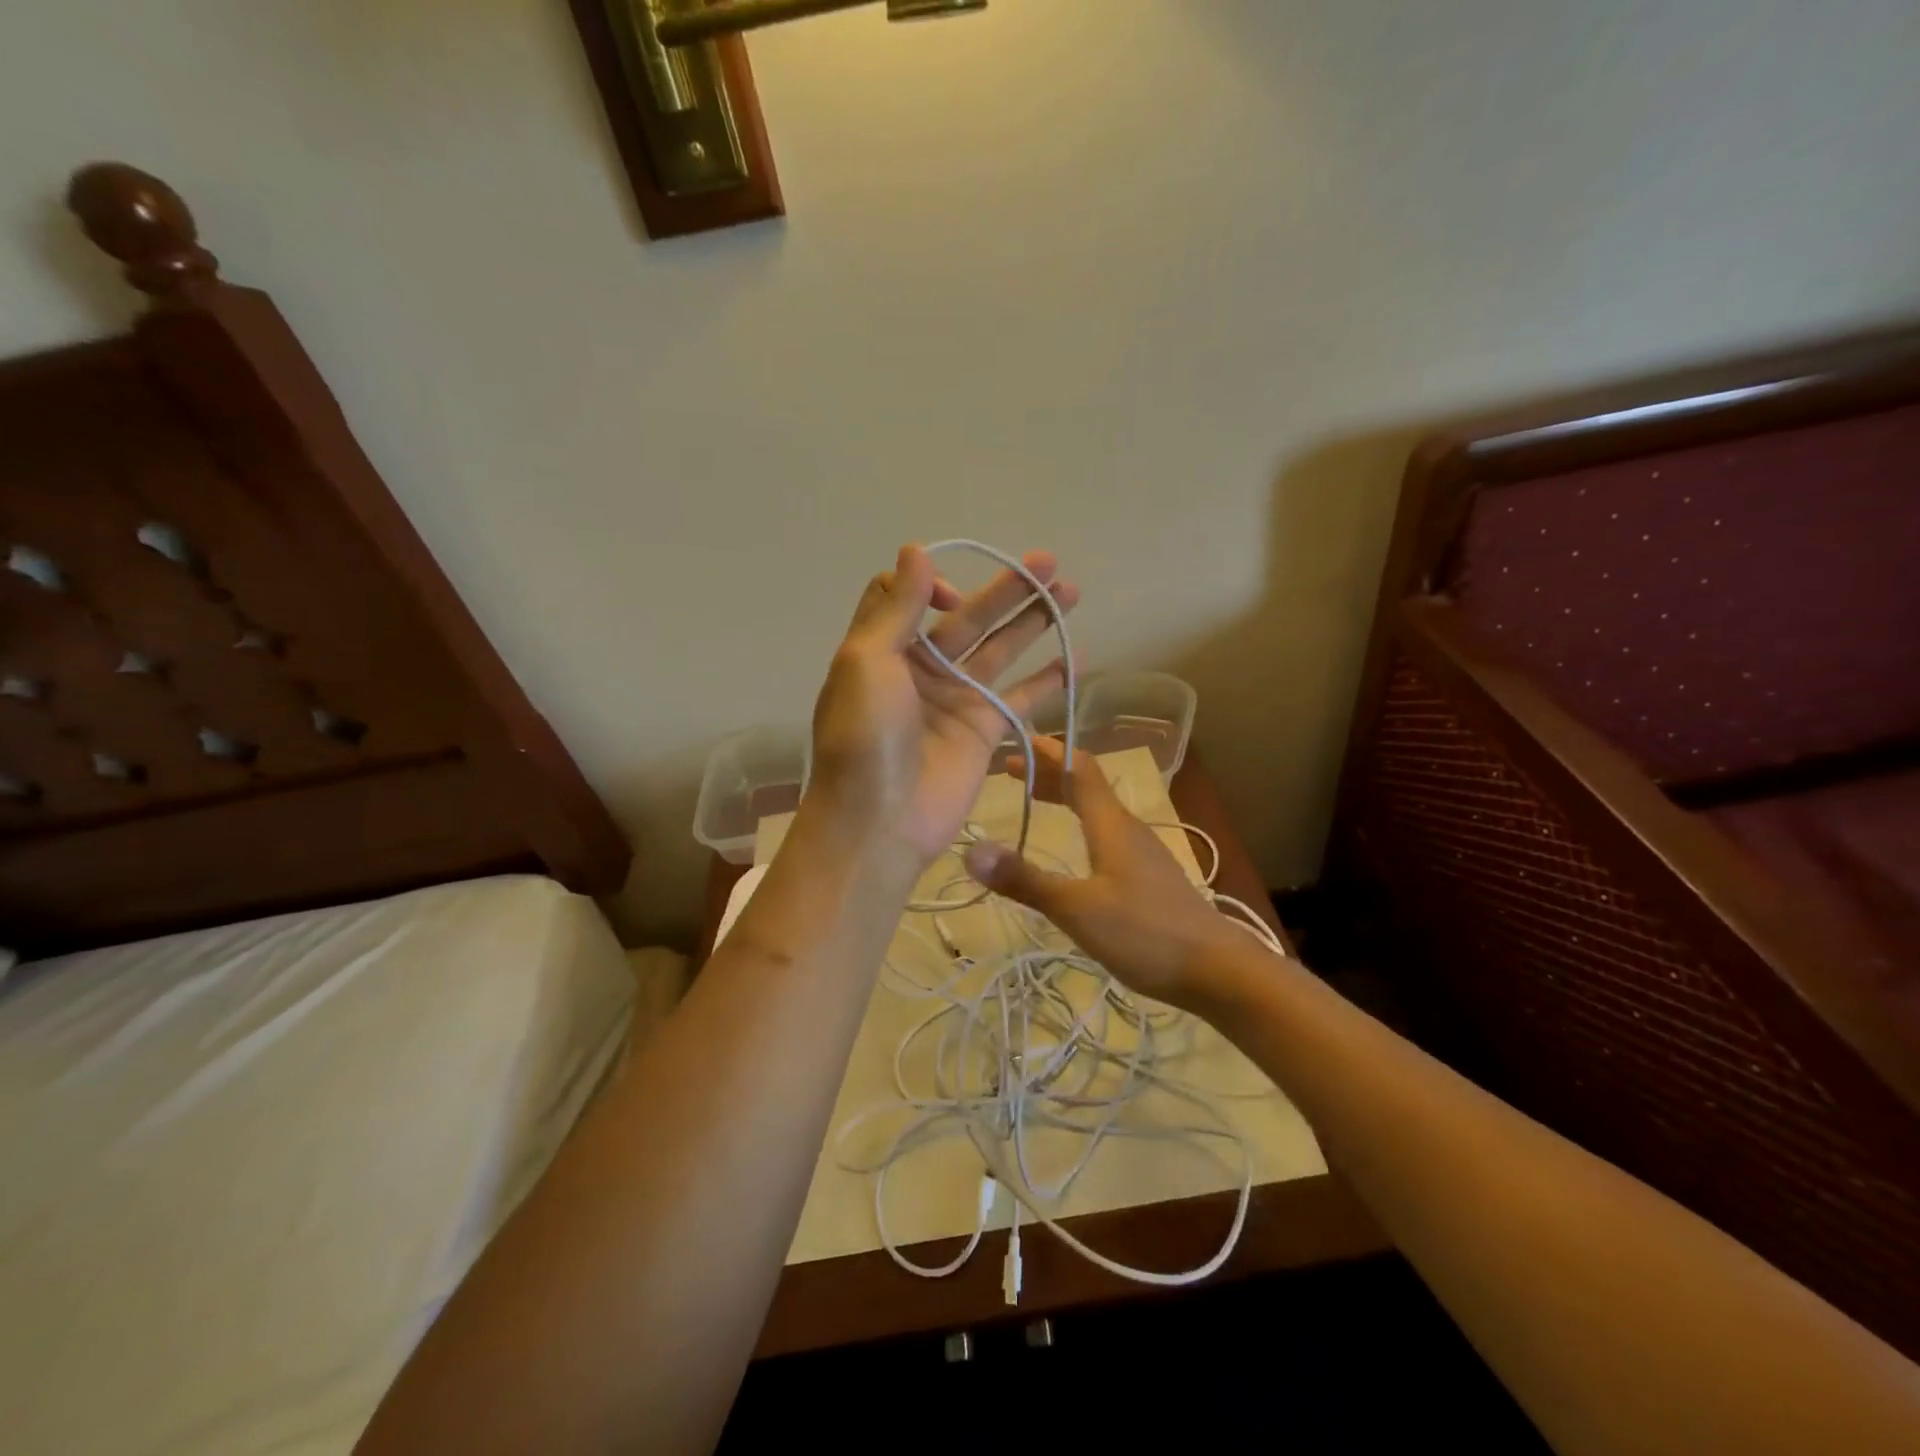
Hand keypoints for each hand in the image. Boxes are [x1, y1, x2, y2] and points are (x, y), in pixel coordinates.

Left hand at [807, 544, 1078, 866]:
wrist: (878, 822)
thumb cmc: (865, 736)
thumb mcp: (866, 662)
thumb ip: (896, 607)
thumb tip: (916, 549)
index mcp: (884, 648)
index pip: (911, 597)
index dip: (932, 585)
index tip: (953, 600)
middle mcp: (921, 668)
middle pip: (970, 617)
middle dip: (1008, 589)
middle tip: (1049, 562)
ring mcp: (956, 700)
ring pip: (1001, 650)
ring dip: (1034, 620)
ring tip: (1071, 590)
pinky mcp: (983, 731)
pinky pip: (1021, 698)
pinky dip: (1048, 680)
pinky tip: (1077, 657)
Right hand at [962, 737, 1250, 1011]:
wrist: (1217, 969)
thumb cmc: (1145, 933)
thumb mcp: (1076, 908)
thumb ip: (1026, 880)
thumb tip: (971, 851)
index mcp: (1110, 823)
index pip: (1077, 768)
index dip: (1047, 751)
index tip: (1014, 742)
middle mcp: (1127, 828)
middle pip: (1085, 785)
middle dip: (1048, 773)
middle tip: (1009, 773)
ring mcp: (1142, 852)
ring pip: (1097, 810)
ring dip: (1063, 797)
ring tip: (1034, 802)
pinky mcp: (1148, 876)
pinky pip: (1106, 833)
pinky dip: (1079, 824)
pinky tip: (1073, 848)